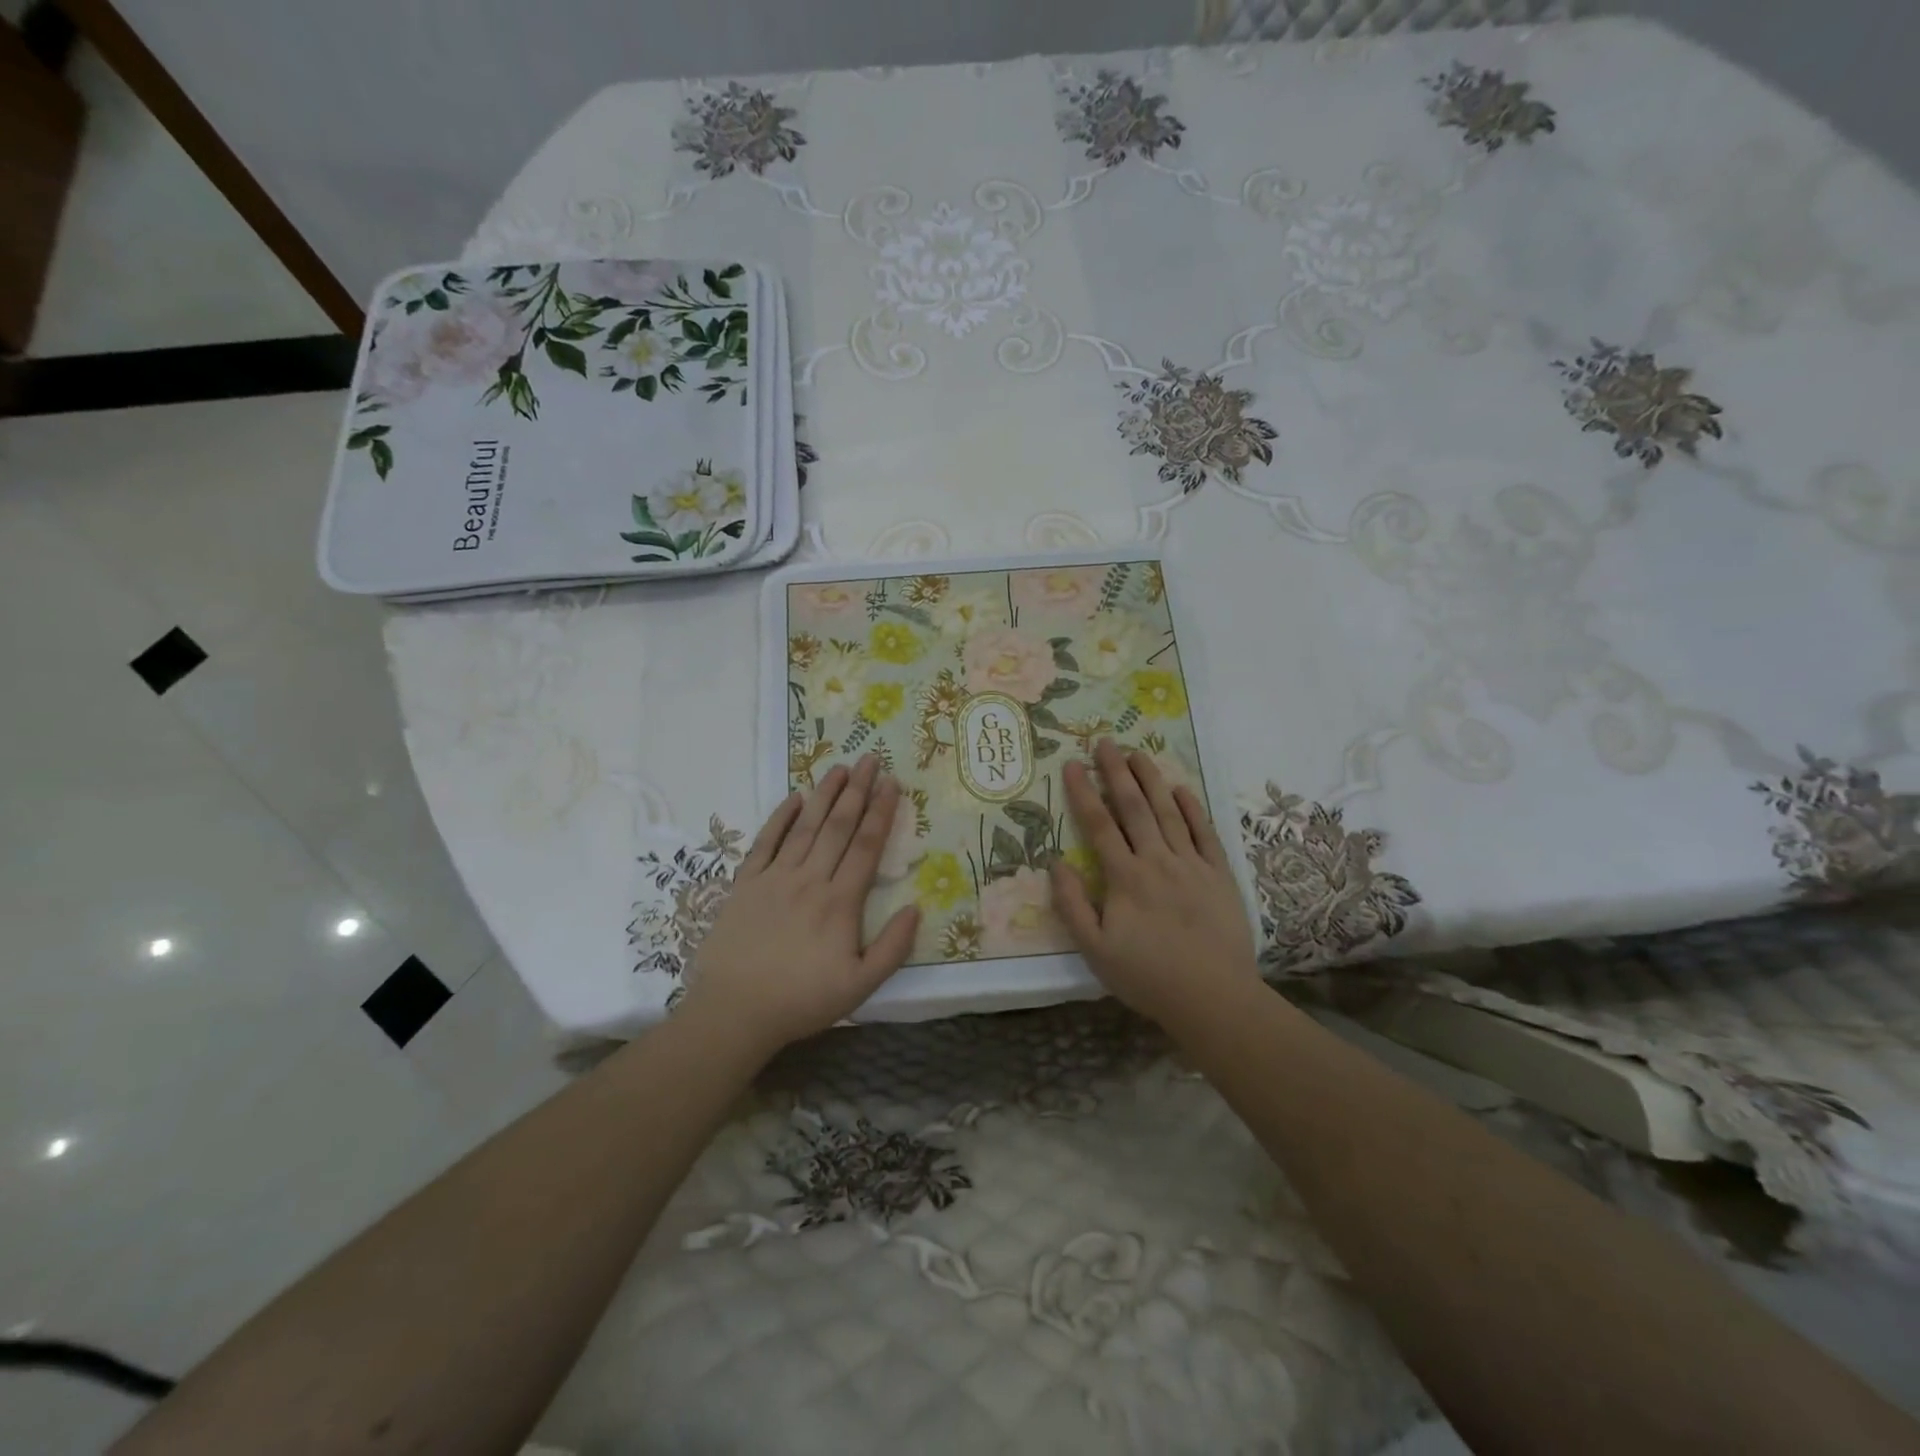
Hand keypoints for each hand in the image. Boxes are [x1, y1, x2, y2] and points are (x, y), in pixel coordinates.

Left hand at [680, 756, 919, 1055]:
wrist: (734, 1011)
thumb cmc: (801, 1000)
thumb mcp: (860, 986)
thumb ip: (892, 947)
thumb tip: (916, 908)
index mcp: (840, 902)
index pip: (866, 846)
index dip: (881, 812)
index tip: (893, 783)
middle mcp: (809, 879)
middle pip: (838, 826)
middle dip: (858, 790)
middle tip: (871, 759)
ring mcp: (775, 878)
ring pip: (805, 827)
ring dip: (824, 795)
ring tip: (839, 768)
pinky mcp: (746, 884)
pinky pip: (765, 842)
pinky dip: (780, 818)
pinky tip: (793, 798)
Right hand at [1049, 739, 1260, 1030]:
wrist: (1213, 997)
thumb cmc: (1147, 977)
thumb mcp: (1095, 950)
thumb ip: (1073, 905)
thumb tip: (1057, 863)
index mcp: (1125, 877)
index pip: (1100, 825)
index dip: (1084, 792)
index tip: (1073, 764)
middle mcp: (1157, 860)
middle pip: (1134, 808)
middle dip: (1117, 772)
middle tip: (1105, 742)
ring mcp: (1192, 864)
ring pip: (1169, 812)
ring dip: (1152, 780)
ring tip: (1138, 753)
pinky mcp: (1219, 875)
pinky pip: (1204, 833)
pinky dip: (1193, 808)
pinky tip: (1182, 789)